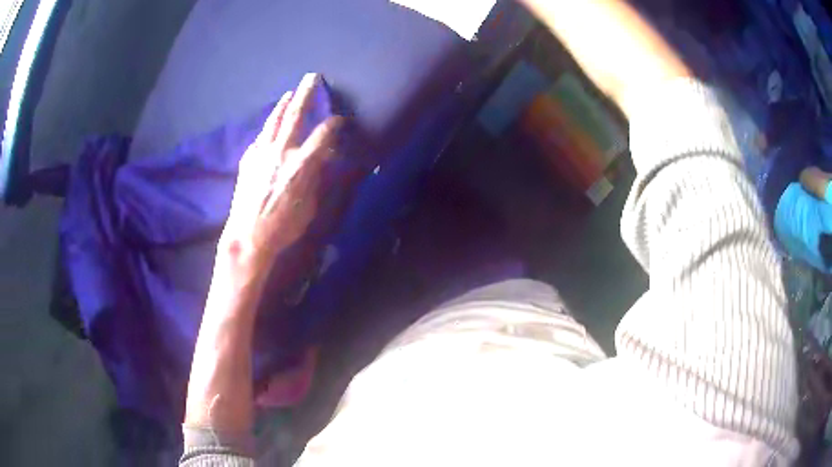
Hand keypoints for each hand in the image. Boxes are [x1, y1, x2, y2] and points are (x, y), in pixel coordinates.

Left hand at [217, 74, 342, 287]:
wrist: (249, 239)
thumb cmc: (286, 228)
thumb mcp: (315, 206)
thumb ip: (324, 177)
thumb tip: (331, 159)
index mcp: (303, 163)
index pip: (325, 132)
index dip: (336, 123)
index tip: (342, 120)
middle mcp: (282, 151)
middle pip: (296, 114)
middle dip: (306, 93)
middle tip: (312, 77)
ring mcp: (261, 154)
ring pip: (274, 121)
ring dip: (283, 105)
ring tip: (289, 93)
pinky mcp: (247, 161)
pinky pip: (260, 138)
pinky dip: (267, 129)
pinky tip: (269, 128)